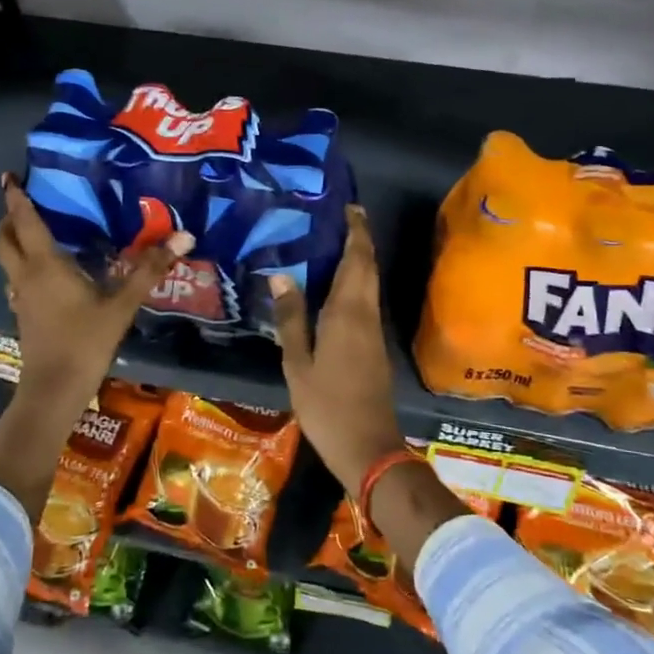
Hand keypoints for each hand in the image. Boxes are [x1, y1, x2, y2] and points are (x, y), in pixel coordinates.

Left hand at [0, 174, 193, 412]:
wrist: (54, 389)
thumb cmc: (85, 341)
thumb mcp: (121, 304)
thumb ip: (149, 270)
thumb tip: (184, 236)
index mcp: (44, 264)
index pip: (24, 221)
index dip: (16, 197)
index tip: (9, 176)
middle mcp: (25, 276)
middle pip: (4, 239)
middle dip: (9, 218)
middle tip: (24, 204)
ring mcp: (20, 298)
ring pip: (8, 261)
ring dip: (14, 243)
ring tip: (38, 233)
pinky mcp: (24, 315)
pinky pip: (18, 280)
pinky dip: (25, 267)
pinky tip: (49, 275)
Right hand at [269, 206, 406, 493]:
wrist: (368, 446)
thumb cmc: (327, 405)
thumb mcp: (297, 364)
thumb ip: (290, 319)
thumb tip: (280, 276)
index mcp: (347, 313)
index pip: (357, 260)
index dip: (357, 232)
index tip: (350, 207)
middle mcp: (365, 314)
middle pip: (368, 268)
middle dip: (360, 239)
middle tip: (342, 217)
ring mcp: (373, 331)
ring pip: (369, 284)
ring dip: (359, 260)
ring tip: (334, 242)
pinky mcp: (374, 346)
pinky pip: (366, 301)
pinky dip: (356, 283)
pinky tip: (335, 286)